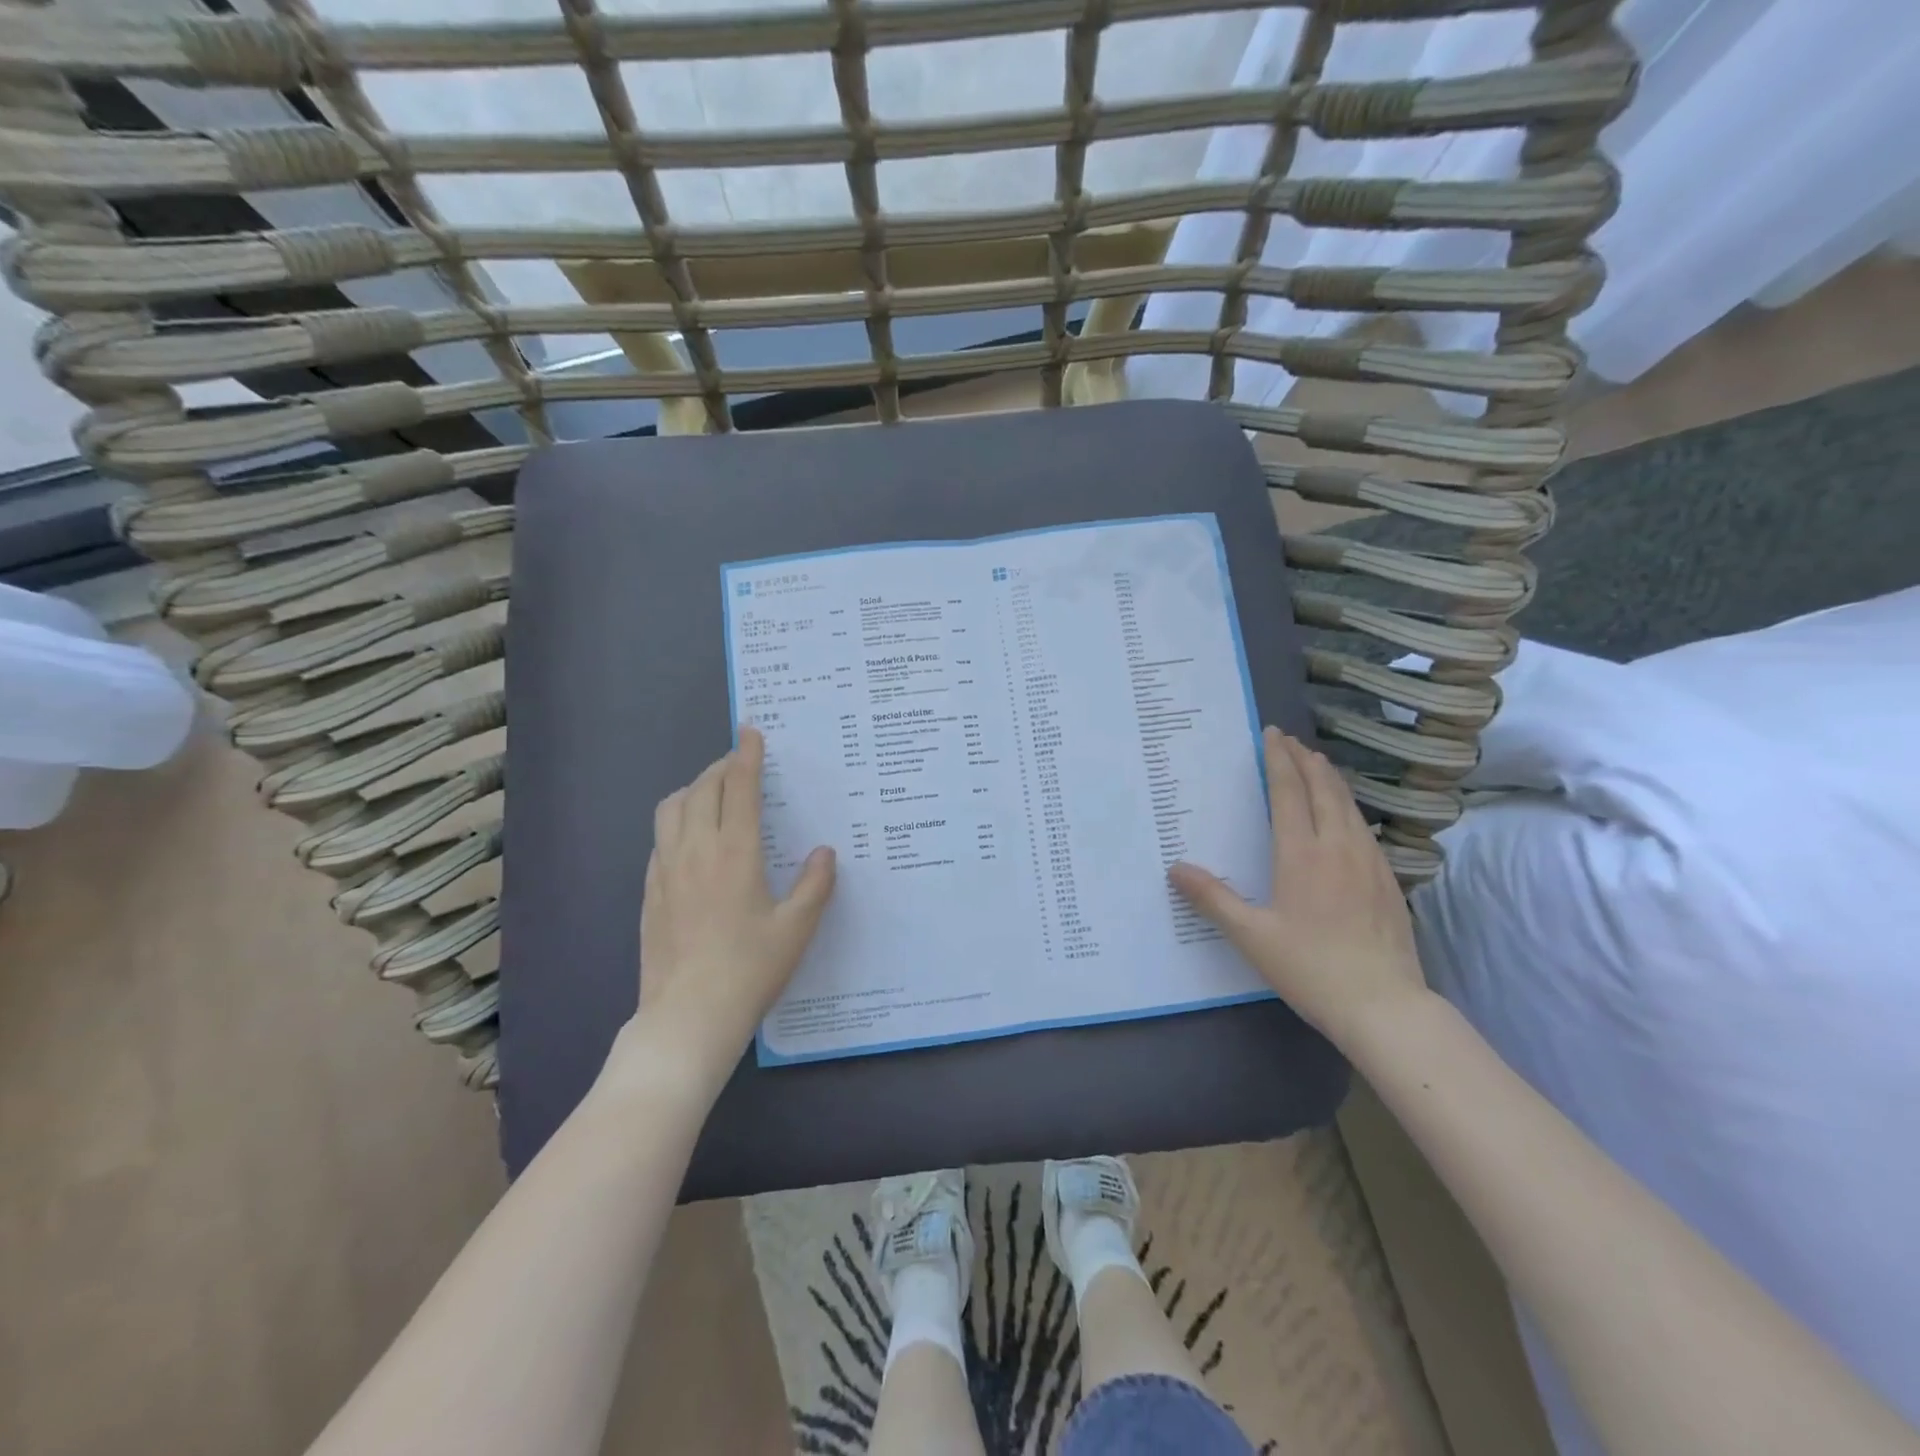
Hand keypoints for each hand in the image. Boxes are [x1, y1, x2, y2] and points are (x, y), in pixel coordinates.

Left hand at [618, 727, 835, 1097]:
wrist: (687, 1017)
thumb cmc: (750, 971)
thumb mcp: (797, 929)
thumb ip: (814, 884)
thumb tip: (823, 852)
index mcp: (736, 854)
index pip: (740, 788)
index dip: (746, 755)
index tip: (750, 731)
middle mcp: (696, 851)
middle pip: (702, 789)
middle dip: (721, 767)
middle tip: (739, 764)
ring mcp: (666, 870)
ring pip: (671, 808)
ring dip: (693, 789)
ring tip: (713, 794)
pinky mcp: (649, 892)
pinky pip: (660, 839)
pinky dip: (677, 821)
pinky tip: (691, 840)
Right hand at [1169, 726, 1425, 1046]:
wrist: (1385, 1006)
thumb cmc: (1310, 968)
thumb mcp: (1251, 936)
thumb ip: (1212, 898)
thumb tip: (1175, 868)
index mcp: (1302, 854)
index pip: (1289, 793)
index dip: (1279, 761)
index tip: (1272, 735)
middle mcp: (1338, 847)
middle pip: (1324, 789)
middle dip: (1306, 760)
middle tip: (1290, 740)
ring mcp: (1369, 862)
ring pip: (1348, 805)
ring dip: (1329, 779)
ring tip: (1317, 764)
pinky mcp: (1387, 880)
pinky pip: (1363, 827)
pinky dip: (1348, 805)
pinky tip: (1345, 815)